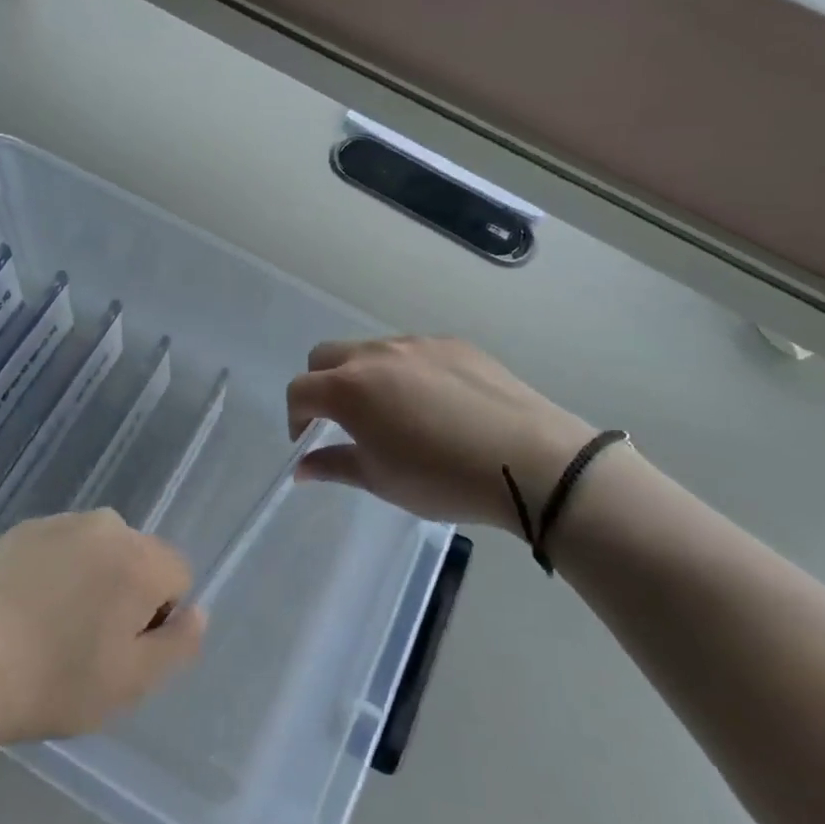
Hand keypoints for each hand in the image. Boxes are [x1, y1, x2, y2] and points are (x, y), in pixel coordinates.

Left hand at [0, 510, 204, 747]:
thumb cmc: (50, 681)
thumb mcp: (129, 683)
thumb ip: (178, 645)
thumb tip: (198, 611)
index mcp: (139, 559)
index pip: (178, 575)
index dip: (158, 617)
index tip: (121, 650)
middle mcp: (106, 526)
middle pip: (139, 559)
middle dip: (126, 595)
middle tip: (87, 645)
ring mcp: (61, 522)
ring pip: (99, 552)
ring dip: (91, 581)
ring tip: (51, 628)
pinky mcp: (23, 529)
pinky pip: (62, 548)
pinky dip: (56, 572)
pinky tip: (24, 610)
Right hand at [287, 336, 595, 532]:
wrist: (528, 458)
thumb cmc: (442, 478)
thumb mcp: (381, 480)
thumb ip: (334, 465)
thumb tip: (302, 466)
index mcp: (349, 388)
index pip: (300, 389)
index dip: (295, 416)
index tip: (308, 440)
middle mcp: (376, 354)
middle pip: (326, 356)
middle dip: (321, 384)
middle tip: (341, 420)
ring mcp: (417, 344)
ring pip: (371, 351)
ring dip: (364, 376)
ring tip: (393, 412)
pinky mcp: (453, 343)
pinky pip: (414, 352)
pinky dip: (406, 372)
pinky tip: (436, 404)